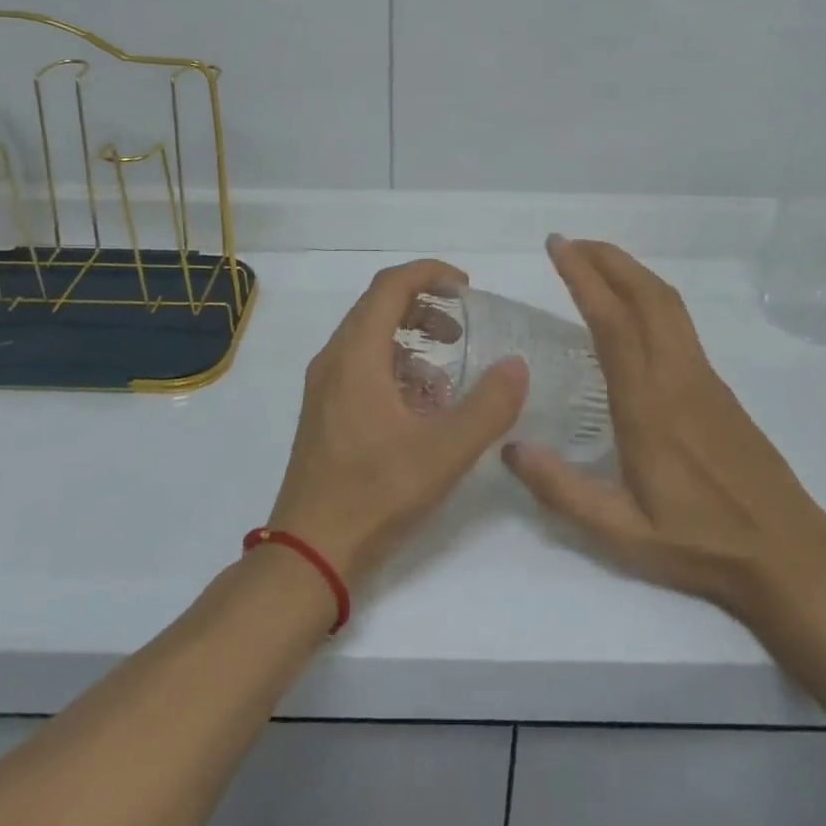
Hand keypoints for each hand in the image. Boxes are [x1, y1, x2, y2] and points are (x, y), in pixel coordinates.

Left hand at [268, 259, 528, 591]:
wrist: (309, 552)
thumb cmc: (375, 494)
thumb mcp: (443, 452)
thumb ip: (488, 406)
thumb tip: (516, 365)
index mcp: (356, 355)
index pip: (391, 285)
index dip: (430, 274)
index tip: (467, 287)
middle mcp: (334, 359)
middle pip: (378, 306)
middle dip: (424, 306)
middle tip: (463, 326)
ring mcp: (324, 387)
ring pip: (370, 338)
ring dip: (411, 338)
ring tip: (448, 366)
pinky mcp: (324, 412)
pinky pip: (362, 367)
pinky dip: (396, 367)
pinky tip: (423, 405)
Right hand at [503, 237, 825, 624]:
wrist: (788, 552)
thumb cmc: (700, 543)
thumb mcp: (621, 533)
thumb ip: (562, 490)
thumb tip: (509, 446)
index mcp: (648, 404)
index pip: (612, 322)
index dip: (583, 277)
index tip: (557, 247)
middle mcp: (677, 376)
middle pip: (646, 294)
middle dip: (607, 258)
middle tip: (569, 243)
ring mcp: (703, 376)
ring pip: (668, 303)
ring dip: (630, 271)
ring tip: (594, 261)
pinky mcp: (717, 385)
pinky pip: (678, 321)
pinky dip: (648, 294)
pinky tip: (631, 308)